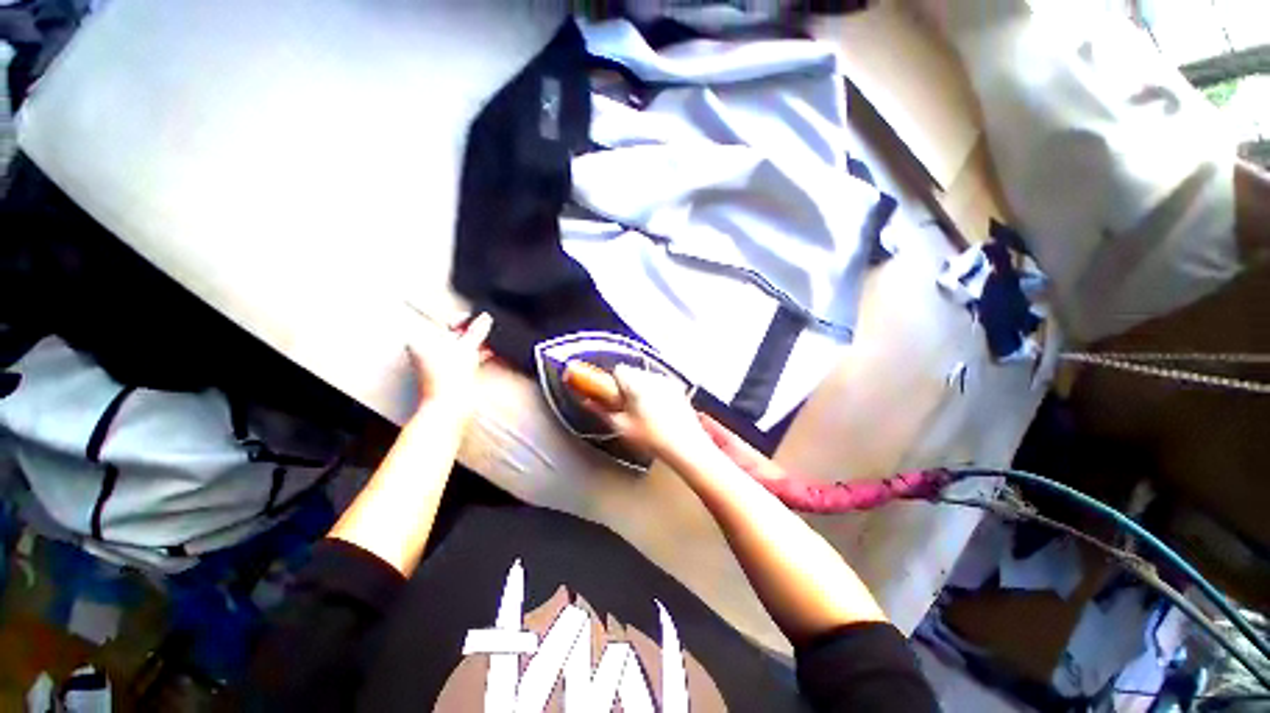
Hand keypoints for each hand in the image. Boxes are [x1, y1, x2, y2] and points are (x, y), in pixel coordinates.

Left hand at [404, 312, 492, 419]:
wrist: (450, 406)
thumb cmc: (447, 379)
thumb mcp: (467, 348)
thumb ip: (476, 331)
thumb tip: (484, 319)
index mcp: (421, 342)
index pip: (444, 323)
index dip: (462, 320)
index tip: (476, 317)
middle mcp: (425, 352)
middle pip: (452, 336)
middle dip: (470, 334)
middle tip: (484, 330)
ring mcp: (436, 365)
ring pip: (458, 348)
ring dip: (474, 346)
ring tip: (487, 344)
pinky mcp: (447, 375)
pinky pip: (462, 360)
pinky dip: (473, 356)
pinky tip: (484, 355)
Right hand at [590, 364, 715, 465]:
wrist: (686, 447)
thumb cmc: (654, 438)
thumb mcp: (621, 426)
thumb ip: (601, 410)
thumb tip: (588, 401)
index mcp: (637, 383)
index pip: (617, 370)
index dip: (611, 383)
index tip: (610, 397)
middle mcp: (653, 377)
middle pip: (632, 373)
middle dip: (625, 387)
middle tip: (625, 409)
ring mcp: (668, 382)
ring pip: (646, 379)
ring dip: (640, 390)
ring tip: (641, 414)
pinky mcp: (678, 390)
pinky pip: (660, 386)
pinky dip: (654, 394)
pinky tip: (656, 414)